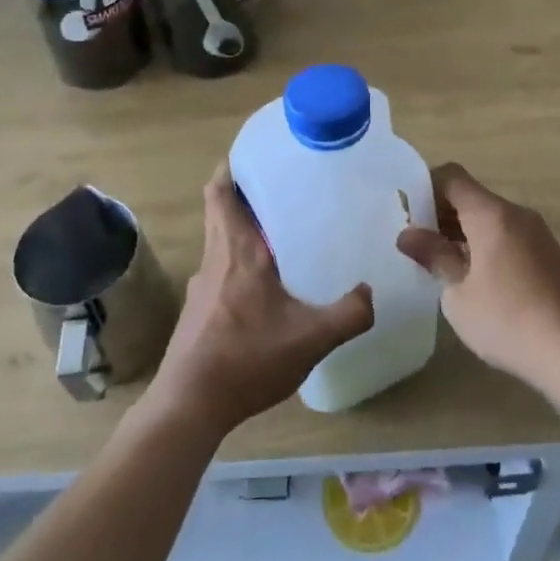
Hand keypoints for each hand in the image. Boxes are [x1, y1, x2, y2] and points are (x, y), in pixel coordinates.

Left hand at [147, 166, 373, 436]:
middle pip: (221, 210)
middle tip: (286, 189)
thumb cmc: (246, 359)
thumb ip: (349, 314)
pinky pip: (221, 269)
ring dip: (245, 230)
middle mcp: (214, 258)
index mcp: (236, 250)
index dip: (232, 167)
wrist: (189, 405)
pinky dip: (240, 262)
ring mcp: (202, 285)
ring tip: (283, 234)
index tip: (258, 155)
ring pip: (221, 241)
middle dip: (247, 194)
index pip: (220, 191)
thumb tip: (370, 293)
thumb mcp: (311, 338)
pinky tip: (268, 287)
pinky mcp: (198, 310)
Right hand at [396, 164, 559, 393]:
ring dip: (463, 232)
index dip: (425, 187)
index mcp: (492, 215)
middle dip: (441, 213)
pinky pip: (509, 237)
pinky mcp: (551, 257)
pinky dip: (486, 246)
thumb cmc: (509, 322)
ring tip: (440, 264)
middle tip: (415, 243)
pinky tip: (475, 281)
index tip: (406, 213)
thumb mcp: (459, 294)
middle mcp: (518, 215)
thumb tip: (409, 235)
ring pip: (491, 219)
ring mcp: (539, 235)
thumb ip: (434, 257)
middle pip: (472, 197)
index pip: (452, 177)